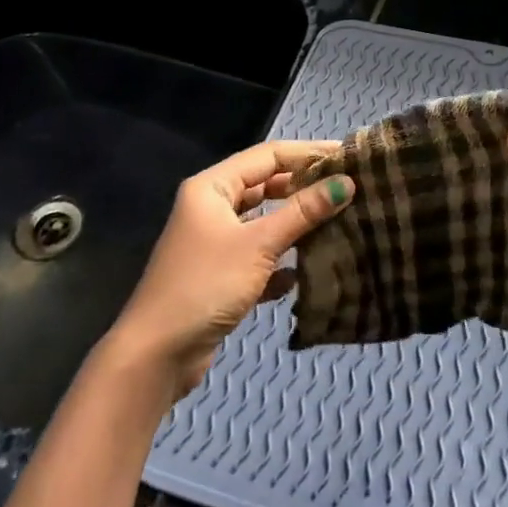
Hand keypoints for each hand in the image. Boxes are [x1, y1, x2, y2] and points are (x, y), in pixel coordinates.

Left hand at [102, 140, 354, 406]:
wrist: (157, 353)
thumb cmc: (206, 285)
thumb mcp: (259, 245)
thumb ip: (303, 212)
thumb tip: (347, 183)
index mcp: (212, 187)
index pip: (268, 156)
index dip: (308, 153)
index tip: (349, 156)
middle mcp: (211, 208)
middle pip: (265, 187)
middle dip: (304, 188)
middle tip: (349, 190)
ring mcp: (214, 242)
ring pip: (263, 223)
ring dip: (296, 226)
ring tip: (339, 224)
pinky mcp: (220, 275)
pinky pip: (258, 257)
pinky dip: (279, 262)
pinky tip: (303, 274)